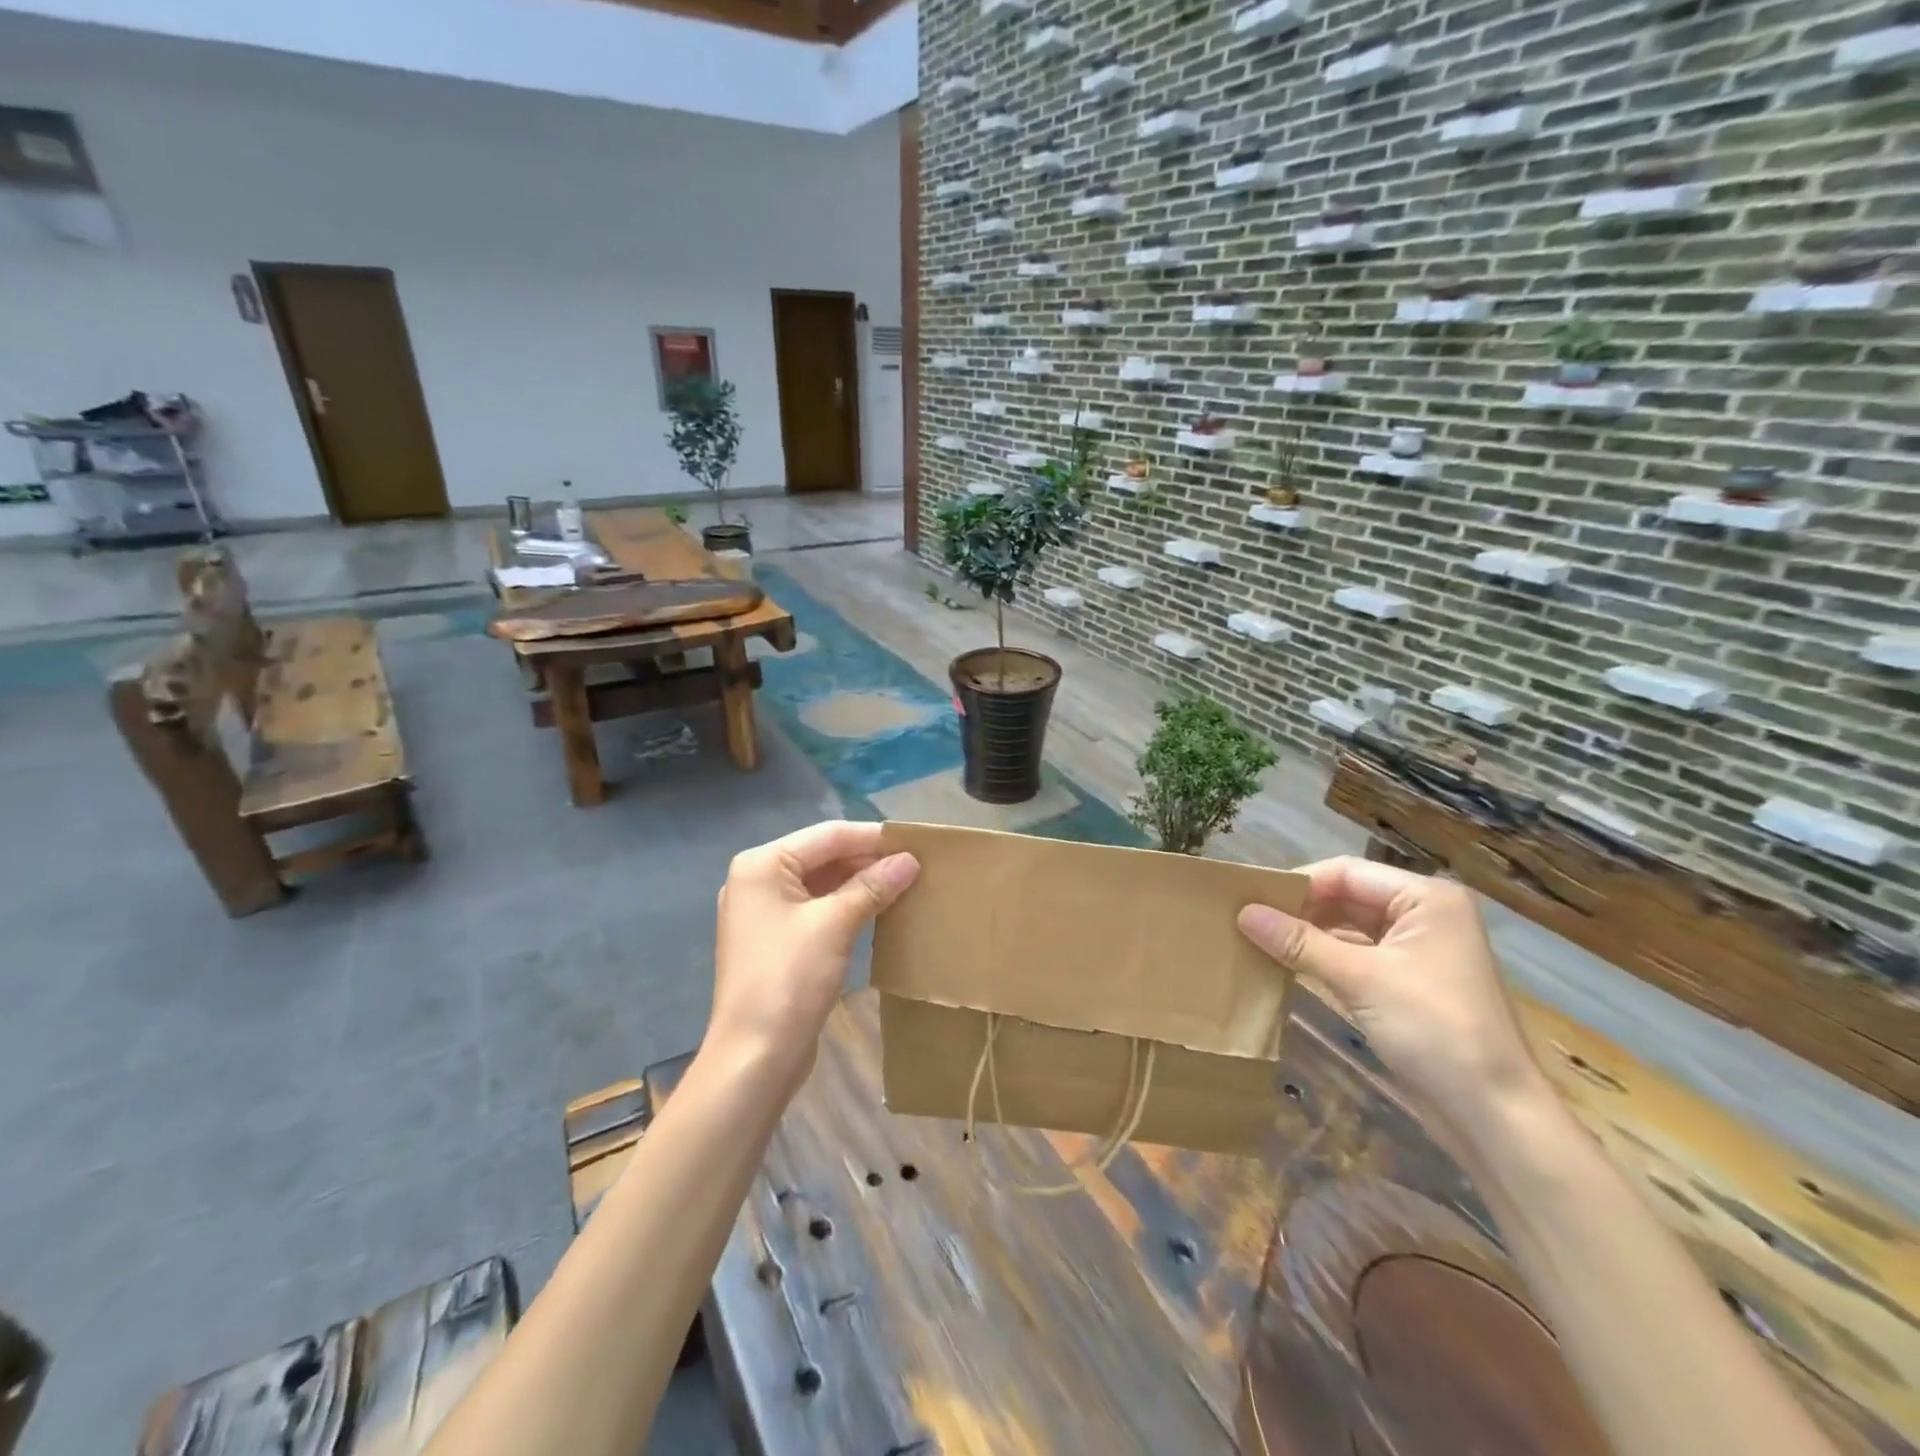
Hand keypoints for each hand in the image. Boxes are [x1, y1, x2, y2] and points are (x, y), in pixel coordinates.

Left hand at [707, 821, 919, 1092]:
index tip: (917, 842)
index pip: (828, 835)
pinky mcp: (775, 939)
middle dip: (868, 859)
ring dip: (860, 883)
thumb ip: (873, 886)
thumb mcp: (835, 925)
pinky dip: (846, 905)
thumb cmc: (790, 979)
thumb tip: (910, 860)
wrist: (754, 1057)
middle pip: (823, 855)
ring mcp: (763, 911)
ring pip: (821, 882)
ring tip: (905, 884)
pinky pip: (816, 908)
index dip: (874, 837)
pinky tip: (879, 909)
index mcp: (762, 864)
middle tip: (916, 865)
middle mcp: (757, 879)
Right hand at [1238, 857, 1544, 1125]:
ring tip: (1258, 939)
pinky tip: (1287, 965)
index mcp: (1426, 898)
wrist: (1494, 1115)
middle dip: (1300, 909)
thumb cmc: (1434, 1030)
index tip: (1250, 898)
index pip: (1346, 872)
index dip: (1297, 884)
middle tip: (1248, 920)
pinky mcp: (1409, 981)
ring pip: (1349, 926)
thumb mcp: (1360, 979)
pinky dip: (1324, 958)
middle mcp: (1425, 914)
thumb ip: (1299, 942)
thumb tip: (1242, 912)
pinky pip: (1357, 955)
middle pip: (1347, 896)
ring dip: (1308, 934)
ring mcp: (1418, 949)